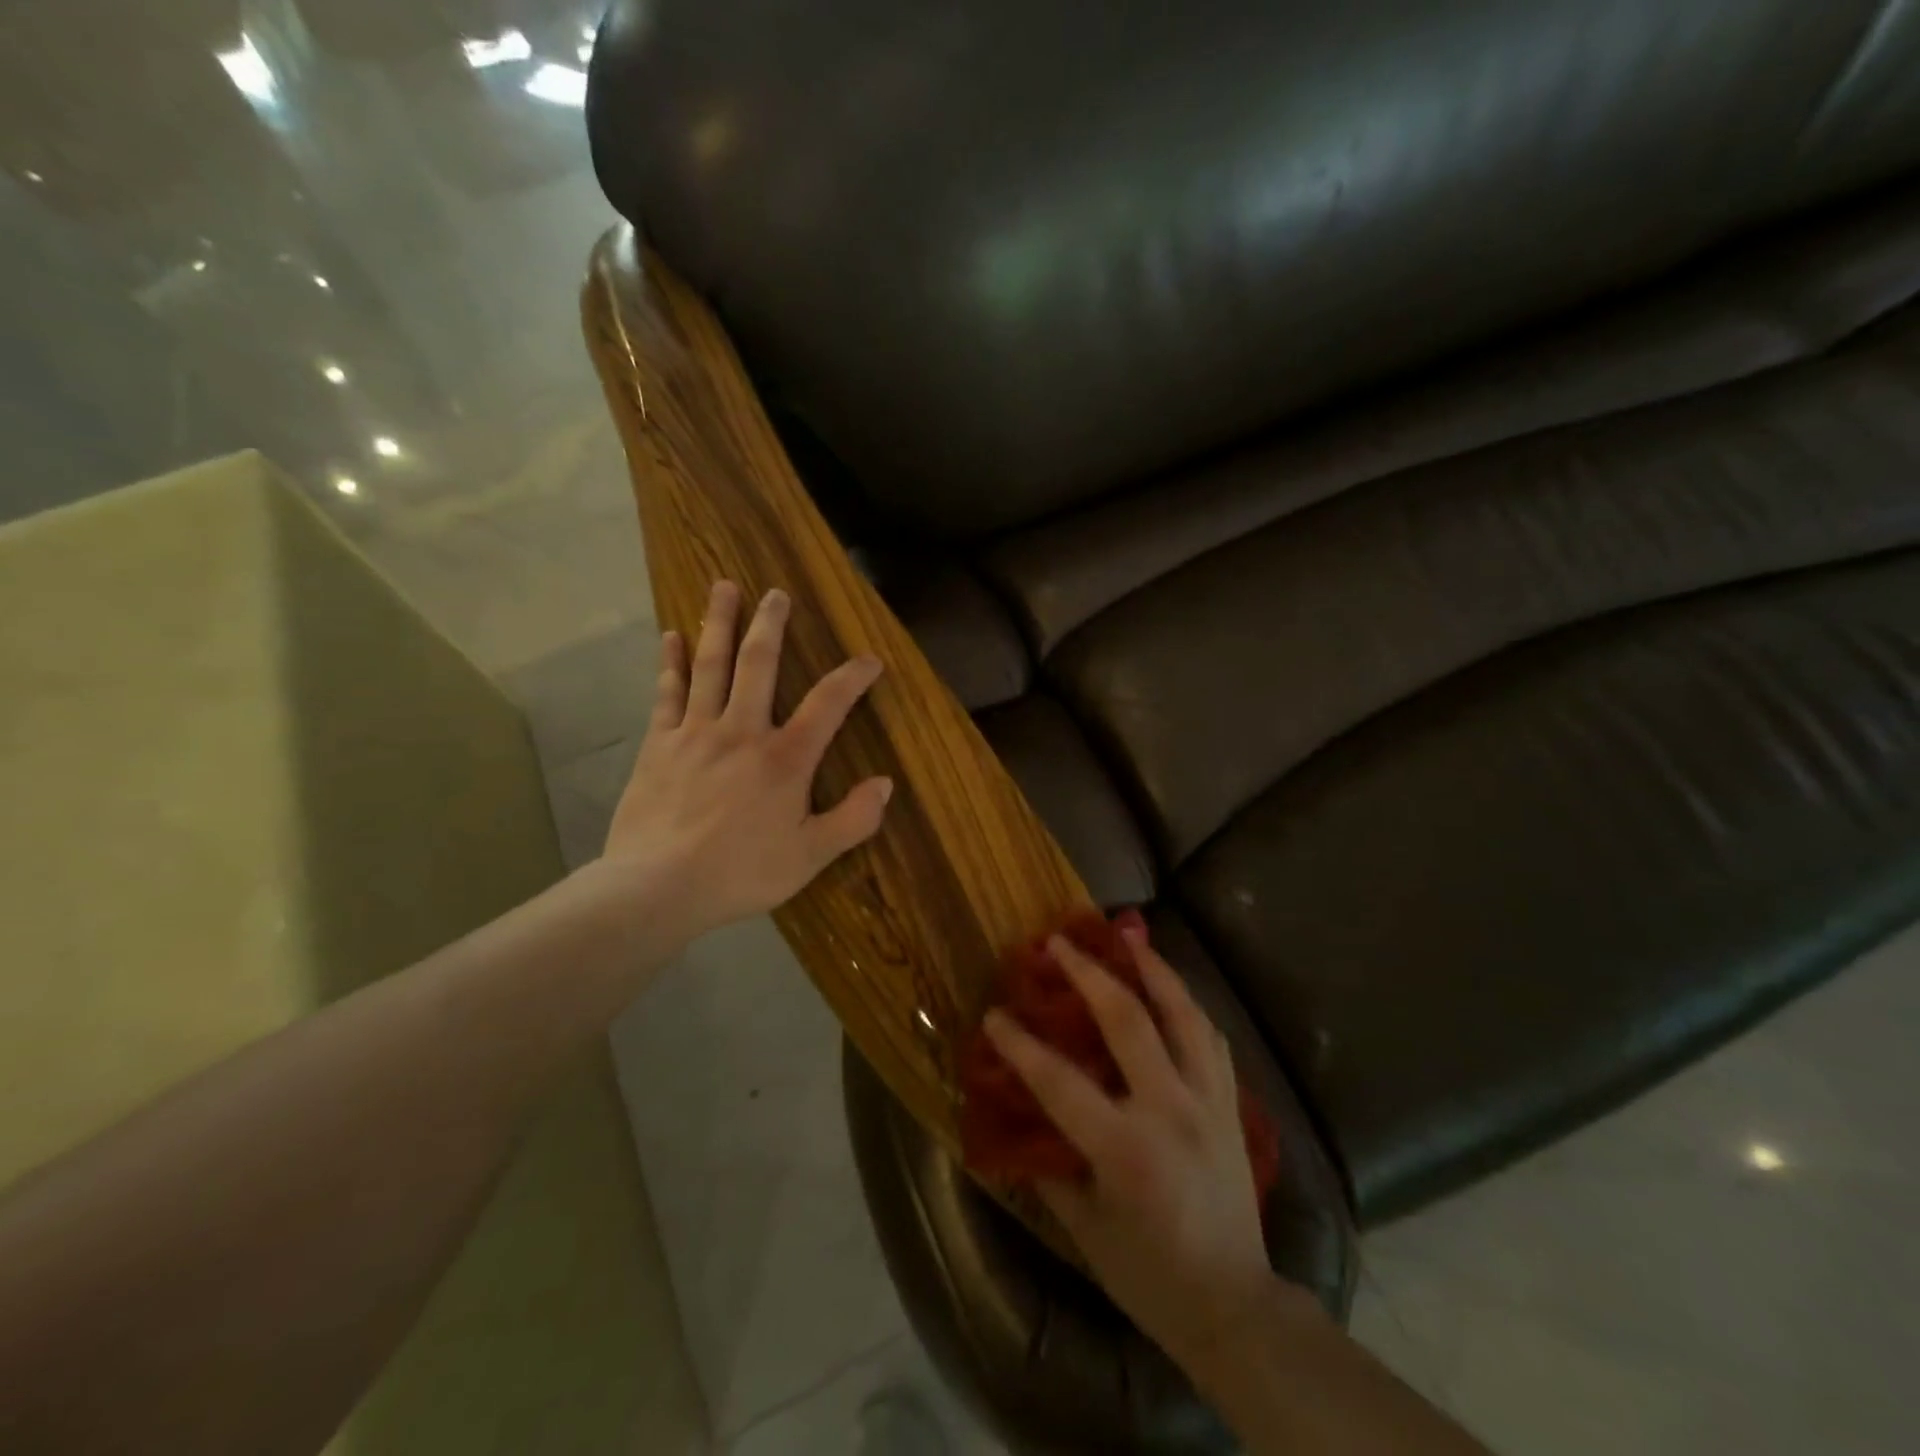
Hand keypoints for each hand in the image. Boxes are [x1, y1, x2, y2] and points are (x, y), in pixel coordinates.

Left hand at [601, 579, 890, 942]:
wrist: (658, 887)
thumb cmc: (741, 873)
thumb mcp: (810, 856)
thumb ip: (853, 819)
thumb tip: (885, 784)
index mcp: (785, 758)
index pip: (828, 705)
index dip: (852, 678)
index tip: (869, 659)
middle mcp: (742, 732)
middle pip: (759, 665)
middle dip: (770, 626)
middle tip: (776, 593)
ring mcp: (696, 733)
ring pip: (710, 667)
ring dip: (718, 625)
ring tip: (723, 588)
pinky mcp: (658, 745)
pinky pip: (667, 694)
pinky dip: (669, 664)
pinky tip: (669, 638)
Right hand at [984, 925, 1275, 1369]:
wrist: (1235, 1307)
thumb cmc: (1149, 1275)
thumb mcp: (1084, 1226)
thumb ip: (1048, 1162)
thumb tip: (1016, 1113)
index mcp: (1126, 1148)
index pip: (1059, 1080)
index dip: (1020, 1044)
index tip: (993, 1014)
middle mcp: (1170, 1110)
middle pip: (1126, 1019)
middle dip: (1086, 973)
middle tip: (1056, 943)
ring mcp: (1208, 1101)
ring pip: (1181, 1012)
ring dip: (1150, 967)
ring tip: (1125, 936)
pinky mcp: (1231, 1103)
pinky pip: (1208, 1035)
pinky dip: (1185, 1003)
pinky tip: (1168, 987)